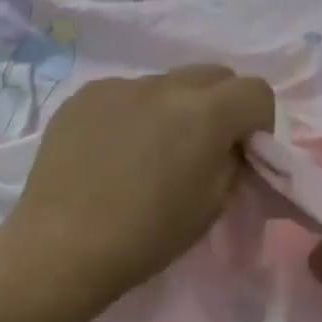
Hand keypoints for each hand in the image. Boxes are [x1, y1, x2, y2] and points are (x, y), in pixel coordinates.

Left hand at [5, 66, 274, 305]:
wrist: (62, 246)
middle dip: (222, 104)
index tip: (243, 151)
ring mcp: (120, 85)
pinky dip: (133, 113)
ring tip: (148, 150)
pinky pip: (126, 93)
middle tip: (202, 146)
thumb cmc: (147, 235)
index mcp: (205, 113)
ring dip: (174, 108)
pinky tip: (112, 151)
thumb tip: (228, 144)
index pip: (256, 90)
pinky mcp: (85, 95)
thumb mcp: (212, 204)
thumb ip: (232, 161)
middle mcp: (165, 85)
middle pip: (214, 75)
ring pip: (167, 83)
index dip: (259, 121)